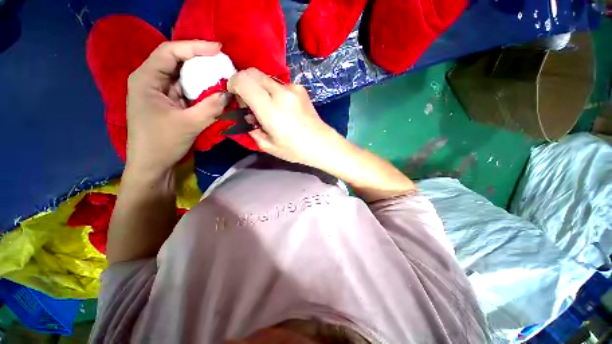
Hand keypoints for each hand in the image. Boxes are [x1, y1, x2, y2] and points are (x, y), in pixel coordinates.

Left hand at [126, 41, 229, 175]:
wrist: (153, 165)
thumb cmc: (162, 143)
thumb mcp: (189, 124)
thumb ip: (211, 107)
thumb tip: (229, 93)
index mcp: (146, 79)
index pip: (170, 52)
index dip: (195, 47)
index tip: (218, 49)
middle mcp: (151, 80)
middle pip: (177, 61)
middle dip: (200, 60)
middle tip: (223, 62)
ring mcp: (160, 92)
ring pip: (183, 76)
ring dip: (202, 76)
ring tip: (222, 75)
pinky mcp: (169, 103)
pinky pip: (187, 91)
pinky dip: (201, 90)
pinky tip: (214, 91)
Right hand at [227, 68, 339, 167]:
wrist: (322, 143)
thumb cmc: (295, 149)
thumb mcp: (268, 145)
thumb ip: (251, 127)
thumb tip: (246, 114)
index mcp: (271, 109)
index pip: (243, 80)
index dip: (233, 84)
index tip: (235, 96)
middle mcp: (281, 93)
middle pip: (253, 73)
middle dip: (245, 84)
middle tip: (250, 104)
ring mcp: (293, 88)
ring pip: (266, 78)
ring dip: (260, 89)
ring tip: (268, 109)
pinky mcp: (300, 88)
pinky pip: (279, 84)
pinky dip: (273, 92)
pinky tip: (281, 108)